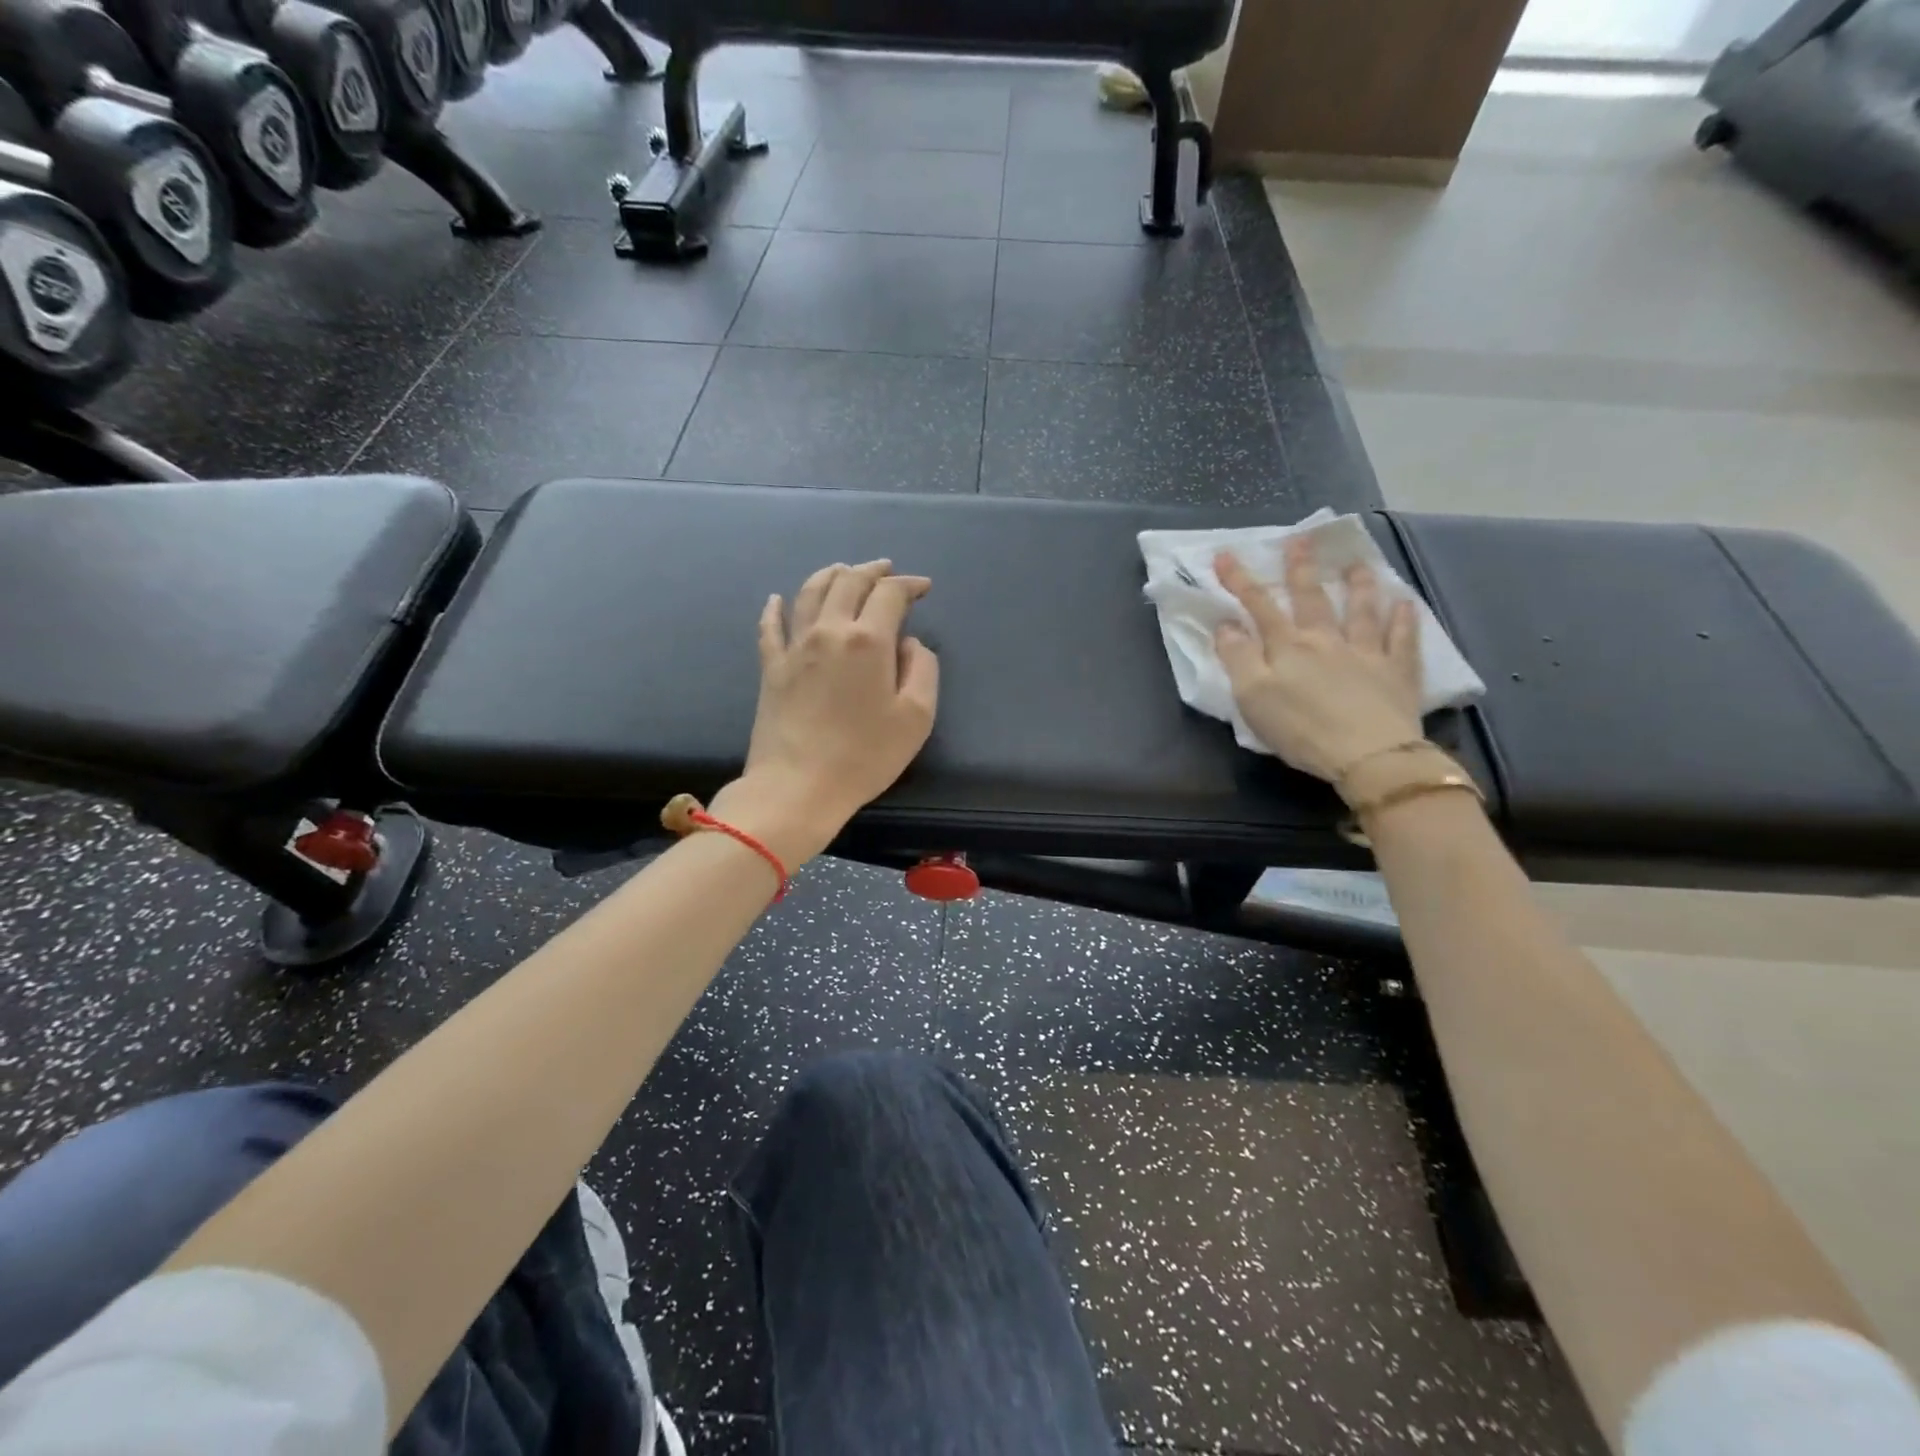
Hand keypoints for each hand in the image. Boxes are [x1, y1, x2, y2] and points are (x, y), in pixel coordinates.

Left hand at [711, 560, 939, 865]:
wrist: (797, 786)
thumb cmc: (865, 755)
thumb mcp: (916, 717)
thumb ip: (922, 669)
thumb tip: (907, 644)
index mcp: (868, 640)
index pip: (890, 594)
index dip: (909, 585)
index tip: (923, 588)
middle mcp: (829, 630)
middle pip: (848, 582)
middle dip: (872, 571)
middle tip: (887, 571)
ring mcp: (794, 646)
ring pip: (810, 592)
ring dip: (831, 575)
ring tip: (843, 571)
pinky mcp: (771, 667)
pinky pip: (771, 626)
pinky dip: (776, 607)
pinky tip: (777, 599)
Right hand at [1213, 541, 1423, 783]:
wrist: (1367, 755)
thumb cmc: (1300, 729)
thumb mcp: (1252, 697)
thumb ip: (1237, 658)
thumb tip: (1226, 625)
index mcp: (1288, 647)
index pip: (1259, 606)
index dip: (1239, 580)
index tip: (1224, 555)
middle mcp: (1326, 640)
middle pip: (1312, 599)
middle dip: (1302, 569)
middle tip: (1301, 541)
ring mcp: (1366, 653)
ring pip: (1362, 611)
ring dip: (1359, 586)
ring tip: (1358, 564)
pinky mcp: (1397, 673)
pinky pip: (1402, 639)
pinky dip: (1404, 619)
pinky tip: (1406, 604)